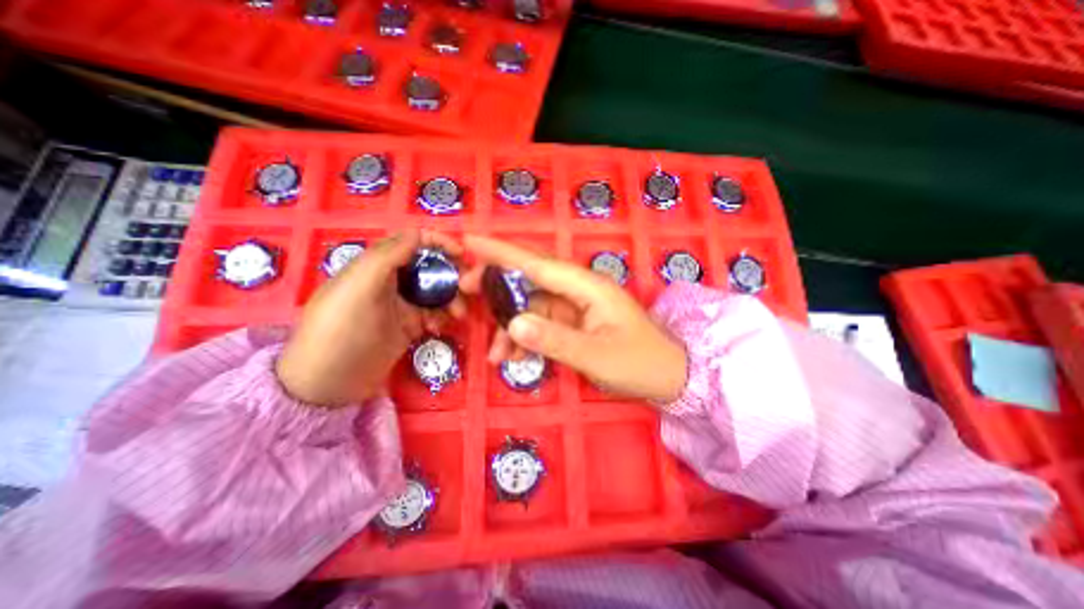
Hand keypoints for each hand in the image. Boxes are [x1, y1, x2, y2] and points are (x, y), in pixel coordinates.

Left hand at [276, 232, 464, 406]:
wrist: (329, 384)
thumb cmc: (340, 330)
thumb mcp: (358, 288)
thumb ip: (387, 257)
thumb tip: (418, 233)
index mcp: (375, 265)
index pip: (411, 241)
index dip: (437, 242)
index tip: (461, 254)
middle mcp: (390, 280)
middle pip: (429, 265)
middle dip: (450, 272)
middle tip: (468, 287)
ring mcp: (401, 304)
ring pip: (435, 290)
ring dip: (451, 298)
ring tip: (458, 314)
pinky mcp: (409, 325)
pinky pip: (434, 313)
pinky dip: (442, 316)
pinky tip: (437, 328)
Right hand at [463, 236, 684, 407]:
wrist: (671, 376)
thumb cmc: (640, 364)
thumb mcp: (597, 356)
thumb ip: (555, 340)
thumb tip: (514, 324)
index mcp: (588, 287)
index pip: (538, 264)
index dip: (503, 253)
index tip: (471, 242)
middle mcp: (580, 290)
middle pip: (531, 278)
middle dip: (497, 284)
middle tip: (465, 291)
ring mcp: (577, 306)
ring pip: (533, 305)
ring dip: (511, 325)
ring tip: (495, 354)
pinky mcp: (576, 322)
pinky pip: (543, 323)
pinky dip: (527, 337)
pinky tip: (515, 357)